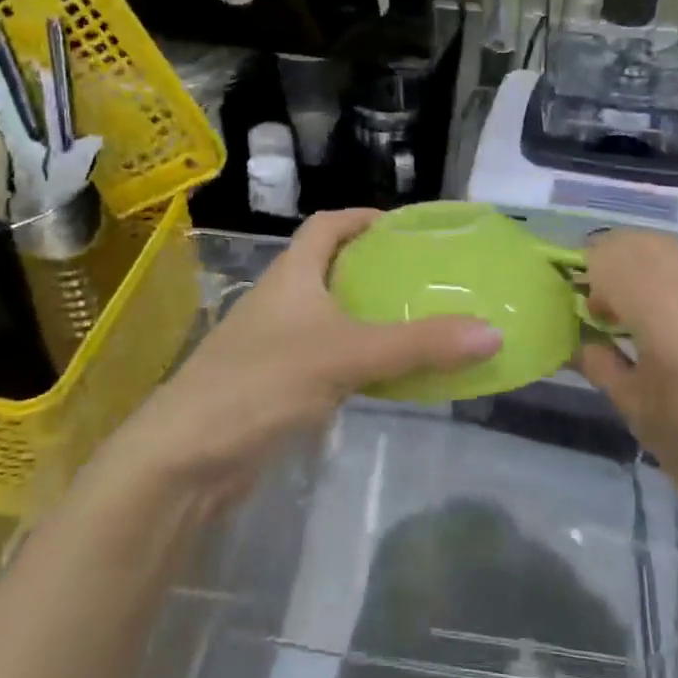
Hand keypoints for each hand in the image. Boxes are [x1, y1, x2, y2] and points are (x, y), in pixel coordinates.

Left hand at [99, 209, 501, 511]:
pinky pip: (326, 359)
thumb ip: (418, 345)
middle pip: (330, 268)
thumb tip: (492, 332)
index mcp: (291, 275)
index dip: (362, 218)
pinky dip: (357, 359)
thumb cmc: (262, 384)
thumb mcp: (346, 356)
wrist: (185, 459)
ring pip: (329, 317)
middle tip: (424, 278)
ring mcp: (274, 345)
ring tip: (417, 323)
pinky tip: (386, 377)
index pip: (326, 225)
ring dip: (367, 317)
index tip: (403, 226)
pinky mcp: (274, 386)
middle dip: (373, 268)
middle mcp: (281, 301)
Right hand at [575, 231, 677, 546]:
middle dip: (613, 264)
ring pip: (674, 257)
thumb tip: (585, 342)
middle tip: (605, 309)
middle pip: (644, 243)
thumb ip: (605, 367)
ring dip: (645, 274)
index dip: (587, 274)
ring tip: (639, 324)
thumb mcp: (643, 416)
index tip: (585, 312)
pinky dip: (675, 289)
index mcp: (668, 311)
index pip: (611, 256)